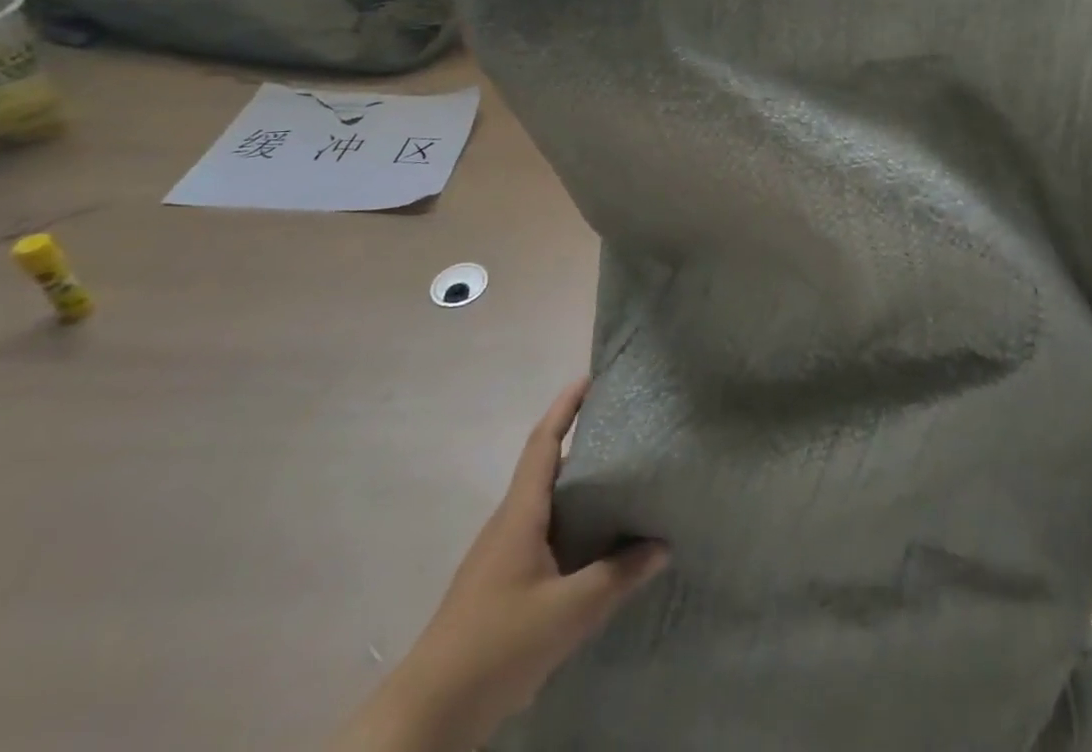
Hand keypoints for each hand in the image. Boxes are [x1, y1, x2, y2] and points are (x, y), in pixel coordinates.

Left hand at [332, 380, 668, 751]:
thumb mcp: (568, 612)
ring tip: (622, 479)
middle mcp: (509, 523)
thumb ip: (617, 576)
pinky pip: (544, 533)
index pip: (543, 442)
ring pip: (546, 502)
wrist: (428, 715)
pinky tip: (596, 543)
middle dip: (581, 439)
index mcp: (520, 514)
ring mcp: (502, 554)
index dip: (565, 406)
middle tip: (625, 427)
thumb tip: (663, 544)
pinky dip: (572, 522)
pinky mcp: (502, 583)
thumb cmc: (497, 646)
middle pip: (547, 466)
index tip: (591, 377)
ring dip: (578, 484)